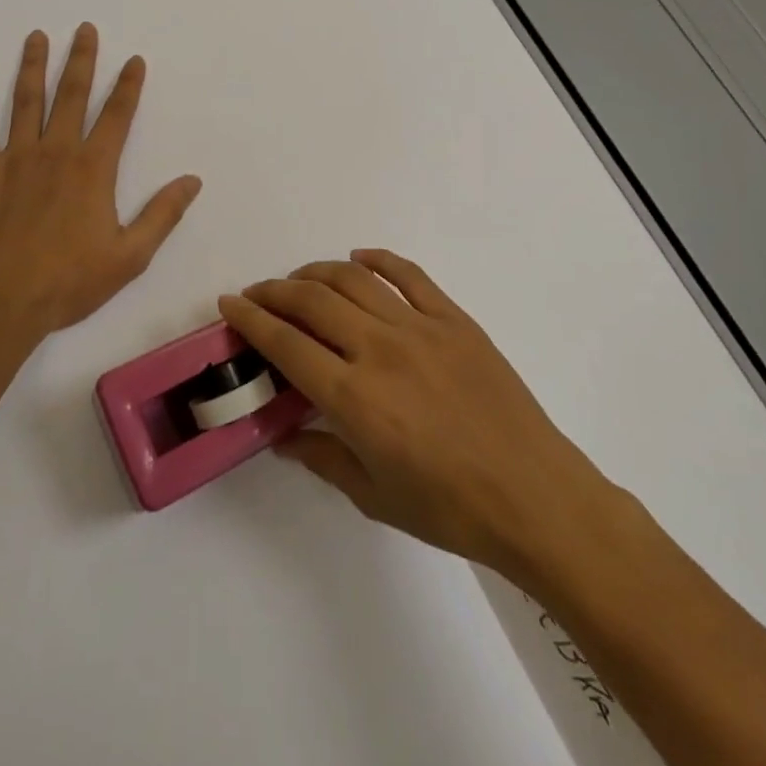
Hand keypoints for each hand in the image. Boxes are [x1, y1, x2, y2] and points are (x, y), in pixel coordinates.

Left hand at [0, 24, 200, 341]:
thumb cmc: (68, 283)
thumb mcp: (129, 256)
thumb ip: (162, 215)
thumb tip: (192, 180)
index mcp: (93, 170)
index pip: (117, 116)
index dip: (128, 86)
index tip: (134, 60)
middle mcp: (55, 152)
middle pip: (71, 95)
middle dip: (81, 60)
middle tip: (85, 29)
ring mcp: (14, 158)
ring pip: (25, 101)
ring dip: (33, 66)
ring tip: (37, 36)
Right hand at [220, 251, 611, 582]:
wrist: (535, 496)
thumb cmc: (450, 508)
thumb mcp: (374, 496)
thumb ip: (322, 458)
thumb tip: (283, 437)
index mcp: (355, 398)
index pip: (286, 344)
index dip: (251, 319)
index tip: (230, 303)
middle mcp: (379, 351)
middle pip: (312, 301)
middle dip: (275, 291)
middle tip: (258, 293)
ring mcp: (419, 328)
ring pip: (352, 280)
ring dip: (316, 272)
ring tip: (299, 278)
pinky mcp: (453, 319)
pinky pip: (408, 274)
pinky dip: (377, 259)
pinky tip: (359, 257)